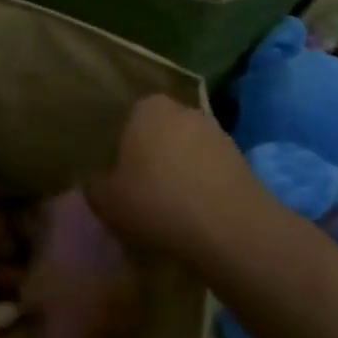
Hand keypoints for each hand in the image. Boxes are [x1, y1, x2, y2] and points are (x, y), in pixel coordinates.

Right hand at [86, 95, 275, 262]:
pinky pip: (210, 170)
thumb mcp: (106, 200)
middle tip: (138, 188)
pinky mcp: (243, 160)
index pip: (127, 118)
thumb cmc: (156, 202)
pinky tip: (193, 213)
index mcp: (147, 108)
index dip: (120, 146)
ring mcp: (218, 133)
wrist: (229, 229)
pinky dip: (201, 186)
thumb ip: (95, 186)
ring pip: (187, 151)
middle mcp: (184, 111)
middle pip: (159, 132)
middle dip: (151, 156)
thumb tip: (95, 182)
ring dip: (179, 171)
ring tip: (167, 205)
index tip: (115, 173)